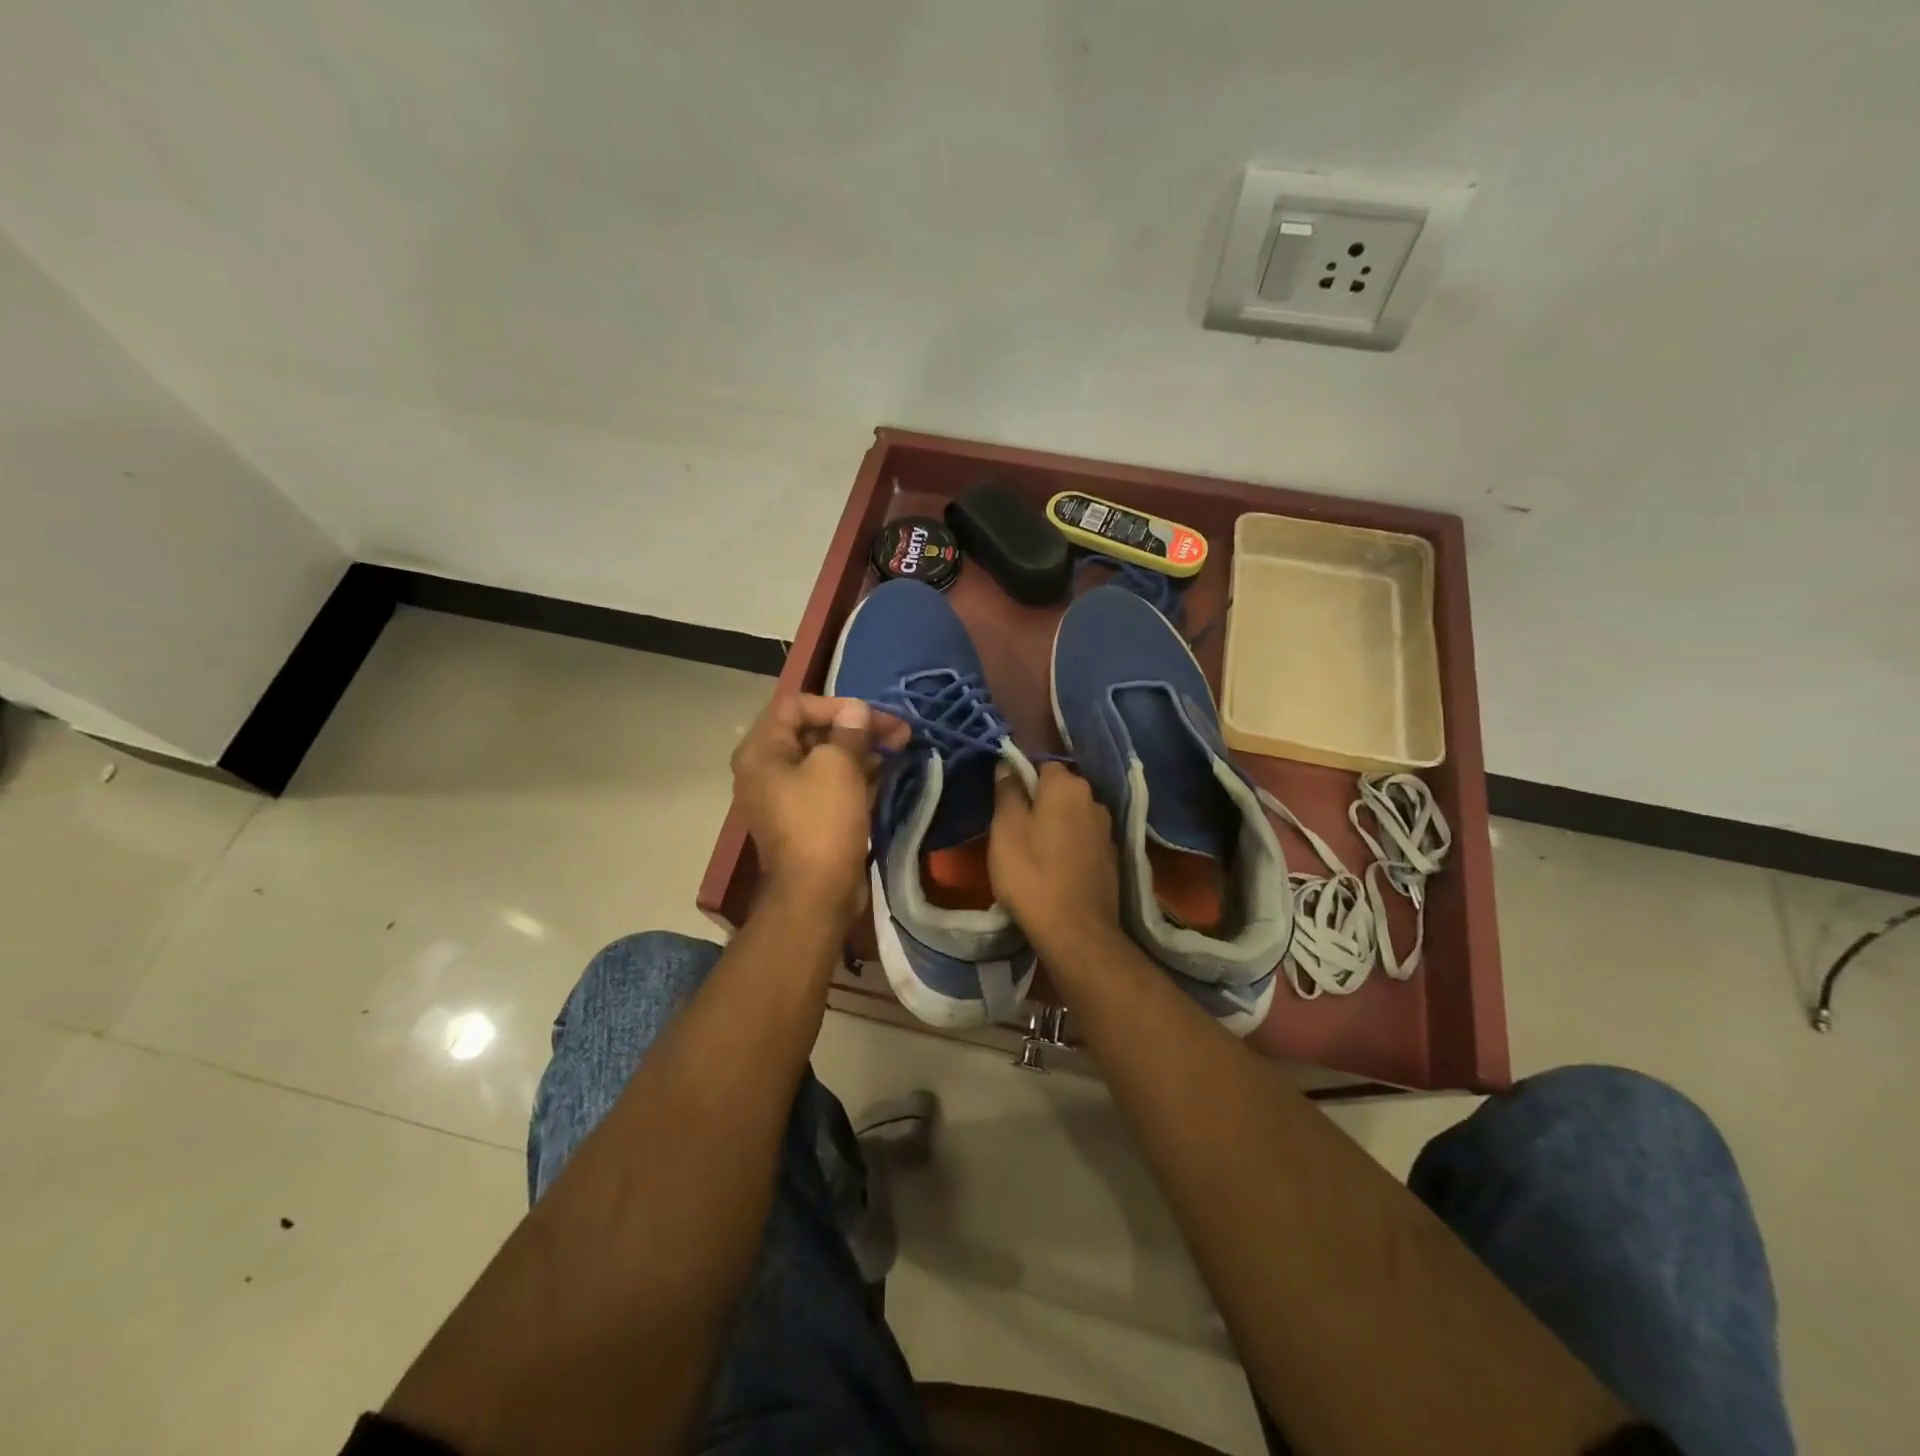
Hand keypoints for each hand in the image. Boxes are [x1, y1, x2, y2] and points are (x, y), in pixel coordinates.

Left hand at [731, 694, 907, 922]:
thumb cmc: (822, 822)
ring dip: (862, 751)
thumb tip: (856, 710)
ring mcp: (786, 796)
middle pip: (812, 732)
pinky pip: (831, 786)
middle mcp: (766, 769)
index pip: (796, 705)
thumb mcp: (838, 767)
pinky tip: (888, 772)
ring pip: (826, 760)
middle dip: (857, 727)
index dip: (837, 704)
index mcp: (762, 750)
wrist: (815, 895)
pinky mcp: (807, 818)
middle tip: (898, 730)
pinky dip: (857, 776)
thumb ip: (848, 731)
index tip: (871, 716)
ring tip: (901, 747)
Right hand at [989, 761, 1121, 952]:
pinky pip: (1084, 840)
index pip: (1042, 765)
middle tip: (1014, 829)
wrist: (1076, 931)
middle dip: (1039, 802)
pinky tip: (1056, 868)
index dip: (1021, 779)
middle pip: (1060, 790)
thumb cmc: (1031, 874)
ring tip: (1034, 850)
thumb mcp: (1005, 829)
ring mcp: (1107, 831)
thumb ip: (1007, 791)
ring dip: (1056, 826)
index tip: (1005, 802)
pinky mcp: (1111, 859)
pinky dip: (1070, 847)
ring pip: (1073, 816)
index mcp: (1068, 786)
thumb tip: (1007, 764)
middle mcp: (1094, 800)